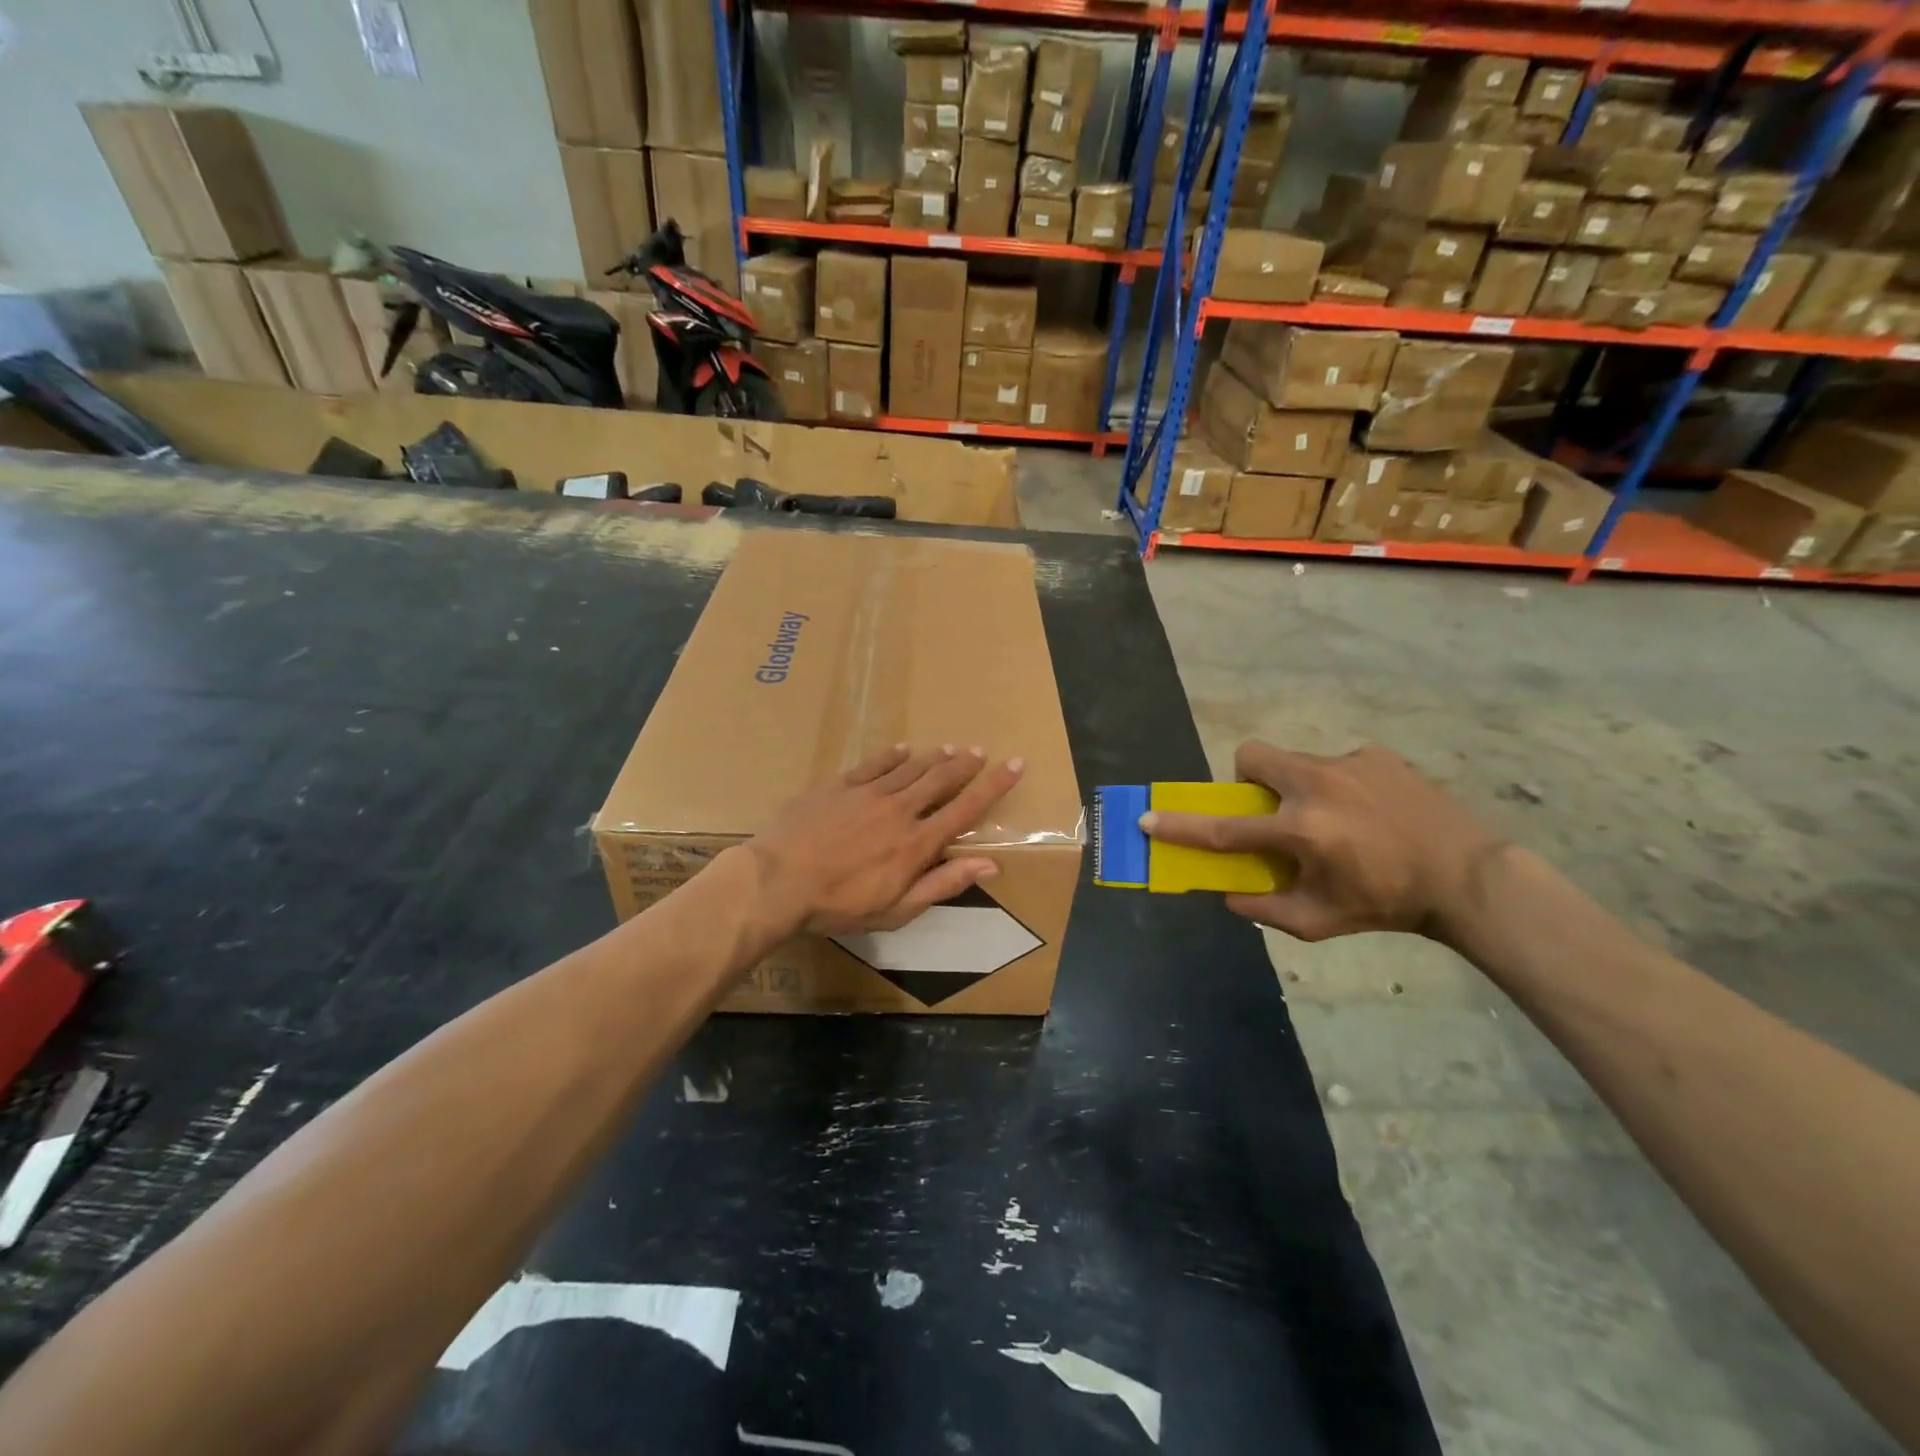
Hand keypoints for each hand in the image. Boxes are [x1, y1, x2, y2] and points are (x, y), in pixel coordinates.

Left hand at [744, 745, 1024, 937]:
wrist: (778, 881)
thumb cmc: (839, 905)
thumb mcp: (897, 909)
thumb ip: (943, 884)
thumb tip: (990, 864)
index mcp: (917, 843)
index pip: (966, 809)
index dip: (994, 786)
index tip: (1015, 764)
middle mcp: (900, 810)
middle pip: (941, 780)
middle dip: (965, 765)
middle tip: (980, 751)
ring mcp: (867, 793)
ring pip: (910, 768)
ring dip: (933, 758)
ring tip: (950, 749)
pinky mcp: (838, 786)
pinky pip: (873, 764)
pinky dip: (892, 756)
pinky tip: (902, 749)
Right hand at [1141, 741, 1505, 942]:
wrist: (1468, 876)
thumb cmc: (1387, 904)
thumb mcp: (1319, 922)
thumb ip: (1265, 909)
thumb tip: (1228, 894)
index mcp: (1301, 831)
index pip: (1225, 829)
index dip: (1181, 827)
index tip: (1147, 819)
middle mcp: (1316, 787)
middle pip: (1251, 756)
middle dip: (1246, 778)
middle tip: (1270, 807)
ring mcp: (1347, 764)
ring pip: (1294, 761)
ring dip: (1296, 786)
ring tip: (1334, 817)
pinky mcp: (1375, 755)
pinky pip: (1336, 764)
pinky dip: (1338, 786)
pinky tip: (1369, 811)